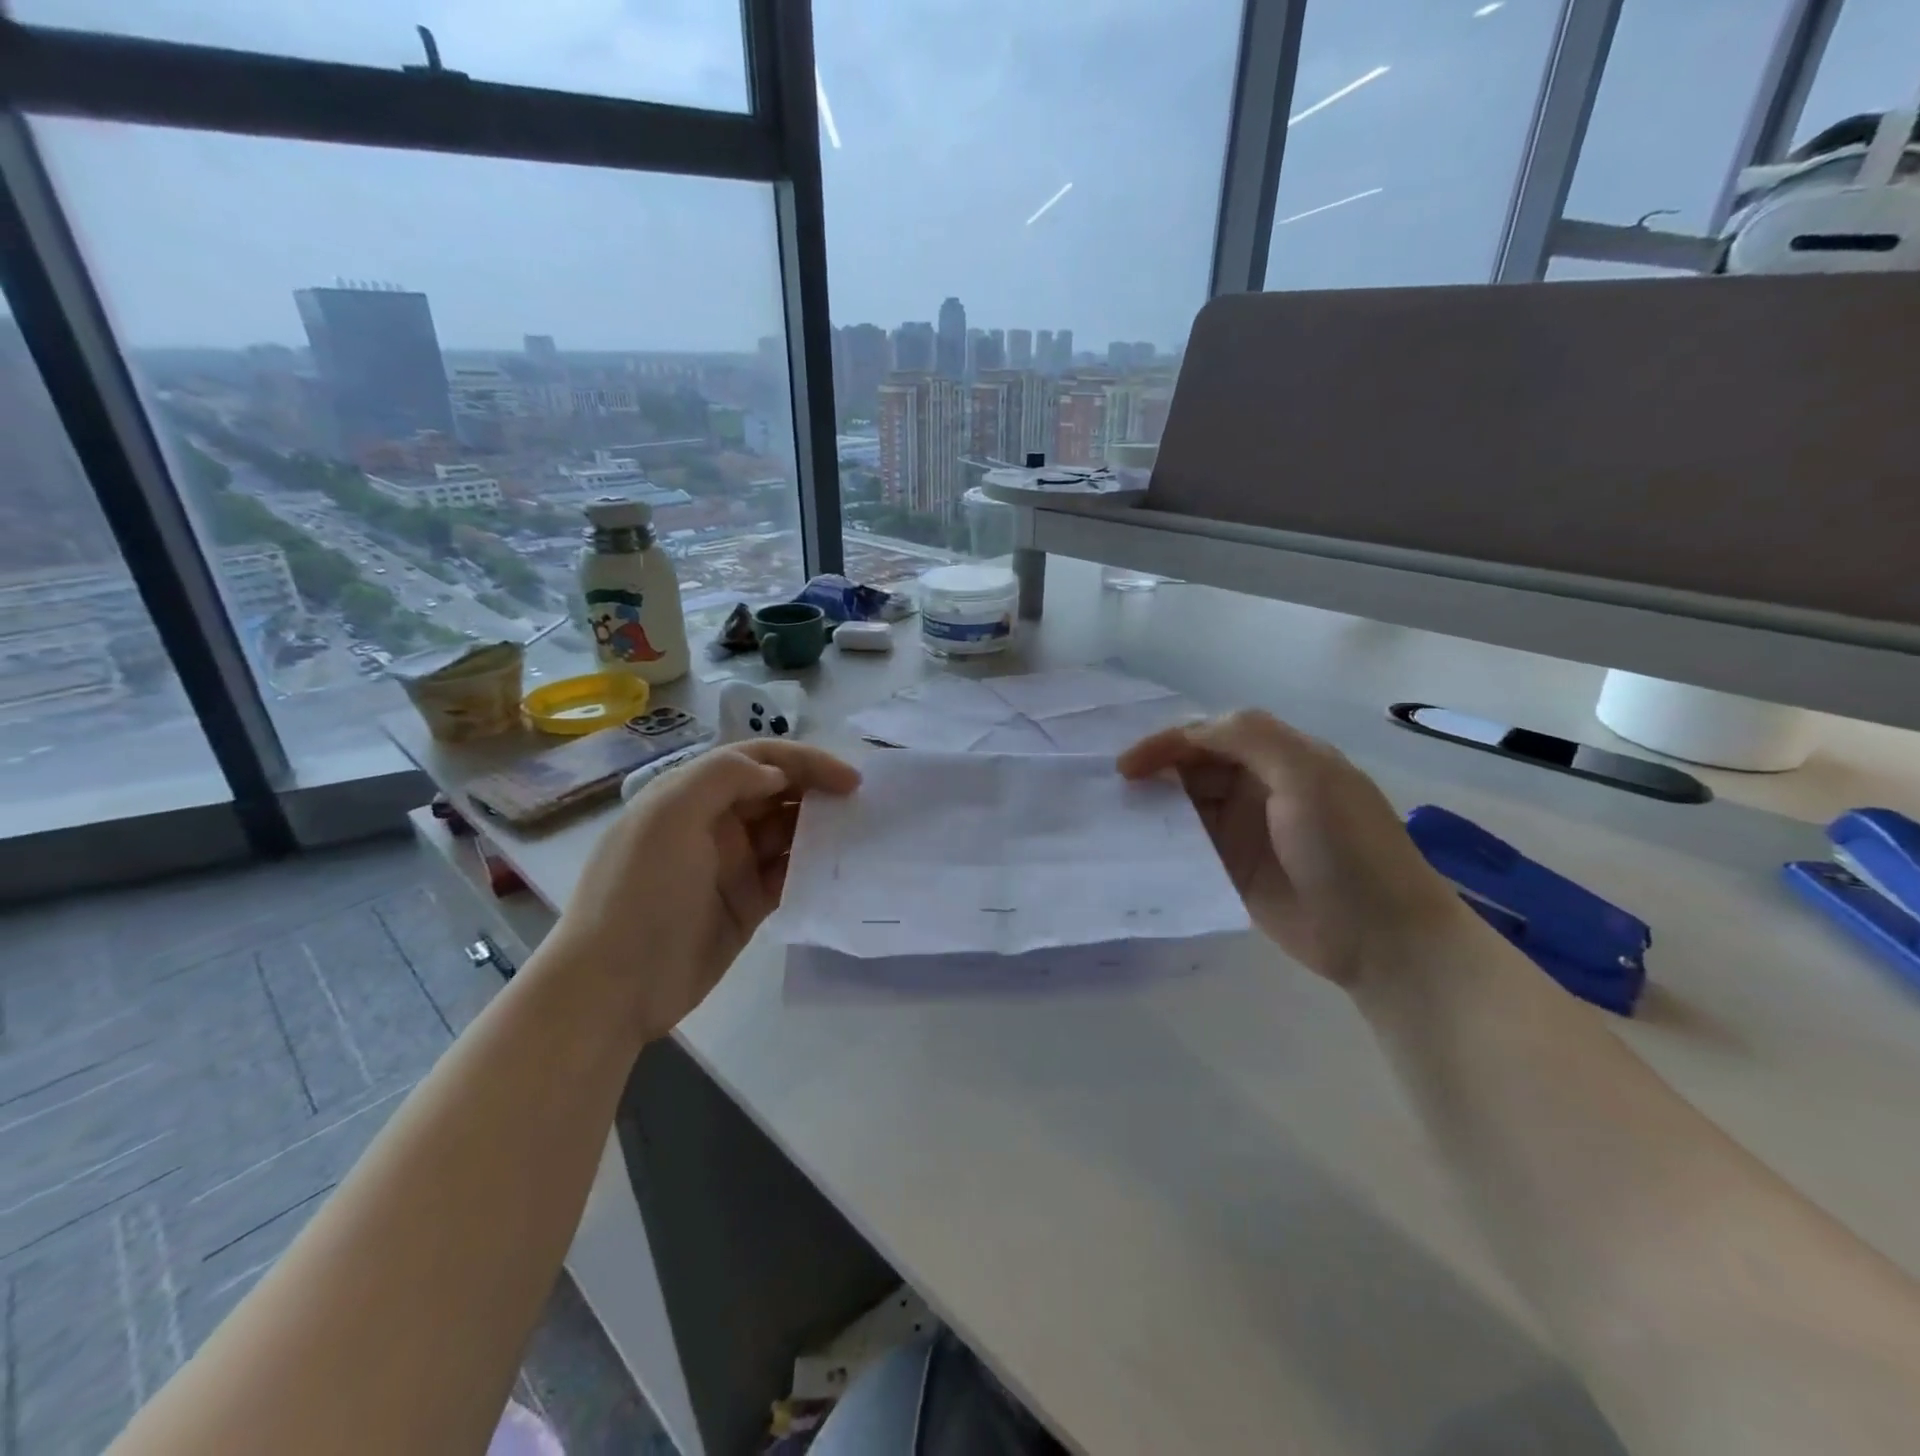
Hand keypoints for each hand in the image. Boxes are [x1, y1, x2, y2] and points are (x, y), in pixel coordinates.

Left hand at [547, 741, 860, 1038]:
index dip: (804, 761)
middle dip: (818, 791)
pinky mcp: (746, 905)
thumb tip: (777, 775)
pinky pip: (788, 876)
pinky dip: (814, 868)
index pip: (757, 760)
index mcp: (692, 795)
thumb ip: (723, 778)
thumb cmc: (640, 891)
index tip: (847, 778)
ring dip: (821, 829)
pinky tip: (840, 870)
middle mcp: (714, 823)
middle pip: (777, 793)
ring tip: (861, 835)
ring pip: (788, 834)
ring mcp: (731, 866)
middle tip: (862, 805)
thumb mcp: (669, 817)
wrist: (614, 985)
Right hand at [1119, 710, 1468, 986]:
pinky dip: (1163, 842)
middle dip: (1155, 771)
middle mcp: (1259, 788)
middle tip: (1114, 792)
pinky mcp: (1233, 871)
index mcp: (1280, 757)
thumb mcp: (1306, 775)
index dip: (1168, 743)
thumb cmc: (1347, 847)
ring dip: (1154, 807)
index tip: (1127, 766)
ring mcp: (1245, 831)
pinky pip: (1190, 847)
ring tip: (1115, 817)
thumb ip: (1249, 738)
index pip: (1211, 734)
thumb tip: (1185, 733)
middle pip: (1194, 767)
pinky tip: (1136, 847)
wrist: (1383, 938)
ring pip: (1187, 806)